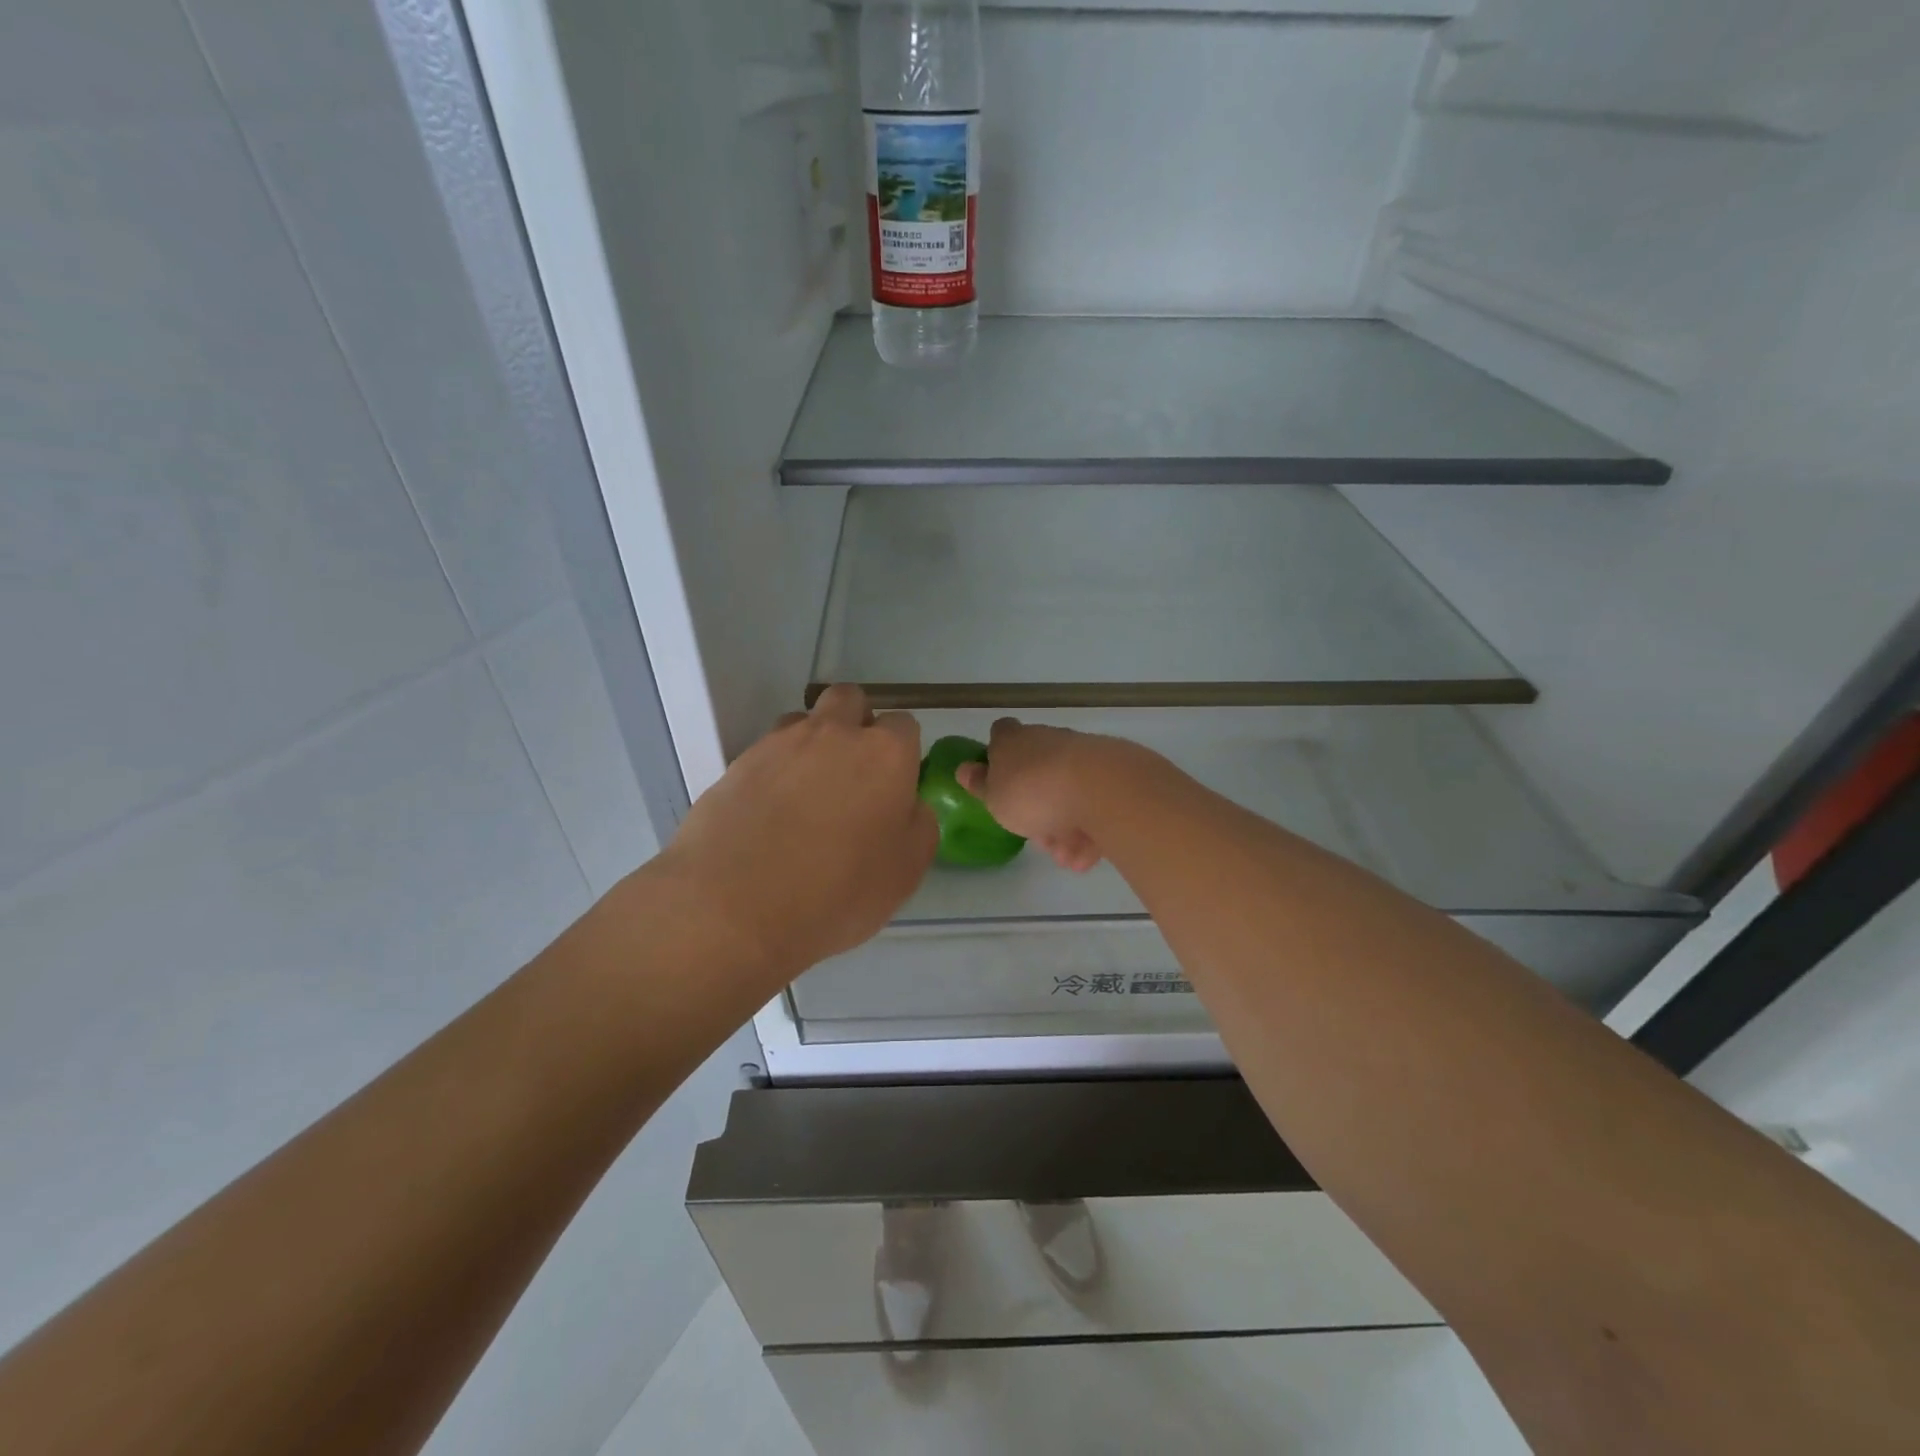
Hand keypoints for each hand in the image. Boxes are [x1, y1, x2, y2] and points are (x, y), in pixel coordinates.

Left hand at [660, 685, 937, 979]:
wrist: (735, 905)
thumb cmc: (838, 890)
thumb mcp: (907, 870)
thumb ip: (918, 824)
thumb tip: (906, 805)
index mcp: (884, 753)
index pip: (905, 725)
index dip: (903, 753)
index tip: (896, 787)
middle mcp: (834, 733)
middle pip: (850, 700)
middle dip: (857, 723)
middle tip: (854, 773)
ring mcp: (780, 743)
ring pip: (804, 721)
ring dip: (813, 743)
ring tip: (807, 794)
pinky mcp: (738, 763)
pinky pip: (767, 752)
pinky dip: (776, 771)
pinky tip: (771, 812)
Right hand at [955, 719, 1147, 873]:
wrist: (1099, 790)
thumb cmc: (1032, 793)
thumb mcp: (994, 796)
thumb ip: (980, 784)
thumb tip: (964, 768)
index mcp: (1015, 741)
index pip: (1001, 733)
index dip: (998, 753)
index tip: (998, 778)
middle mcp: (1050, 741)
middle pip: (1039, 770)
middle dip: (1039, 808)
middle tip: (1037, 836)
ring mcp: (1084, 756)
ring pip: (1069, 794)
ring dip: (1066, 827)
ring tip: (1066, 856)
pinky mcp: (1115, 776)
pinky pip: (1096, 805)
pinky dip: (1091, 829)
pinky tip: (1087, 855)